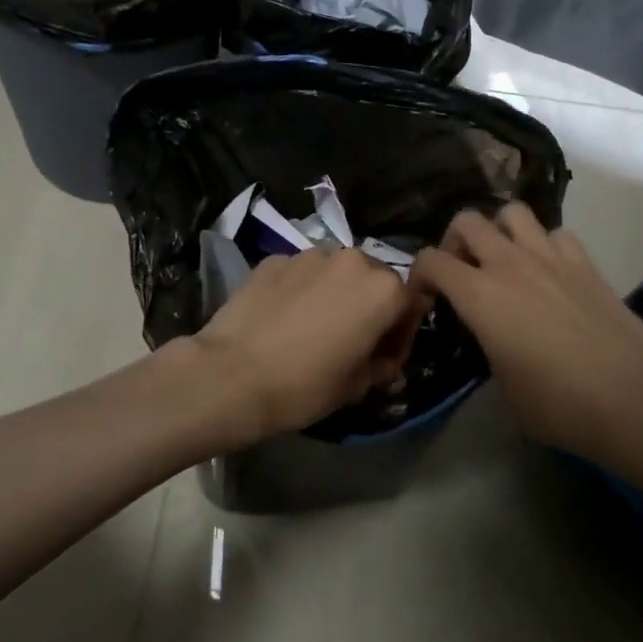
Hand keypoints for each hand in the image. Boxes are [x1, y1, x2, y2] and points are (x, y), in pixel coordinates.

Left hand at [189, 246, 427, 444]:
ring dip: (334, 293)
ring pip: (336, 272)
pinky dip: (300, 289)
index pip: (411, 304)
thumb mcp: (356, 386)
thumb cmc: (304, 386)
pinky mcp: (274, 258)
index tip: (384, 356)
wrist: (231, 375)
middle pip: (374, 280)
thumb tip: (386, 359)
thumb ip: (382, 364)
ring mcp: (310, 255)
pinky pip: (300, 273)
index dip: (401, 333)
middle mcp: (352, 260)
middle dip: (368, 305)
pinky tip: (282, 318)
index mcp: (384, 290)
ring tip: (312, 325)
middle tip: (349, 339)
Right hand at [410, 205, 642, 467]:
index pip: (431, 260)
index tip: (425, 298)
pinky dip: (543, 245)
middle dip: (455, 241)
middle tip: (462, 271)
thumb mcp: (504, 385)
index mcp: (480, 296)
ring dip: (500, 230)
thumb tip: (493, 336)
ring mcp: (551, 258)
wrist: (634, 399)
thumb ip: (488, 346)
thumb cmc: (560, 405)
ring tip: (504, 260)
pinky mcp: (585, 263)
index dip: (418, 275)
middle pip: (468, 221)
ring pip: (512, 212)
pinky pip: (555, 234)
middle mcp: (510, 265)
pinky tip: (548, 273)